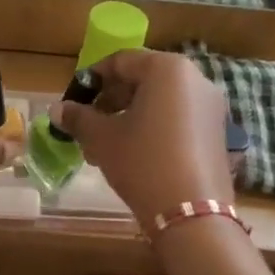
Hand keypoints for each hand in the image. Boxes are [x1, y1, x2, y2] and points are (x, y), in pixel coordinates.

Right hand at [55, 51, 233, 225]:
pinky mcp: (217, 134)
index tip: (74, 100)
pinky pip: (177, 119)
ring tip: (105, 144)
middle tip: (88, 123)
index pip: (121, 61)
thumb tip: (57, 109)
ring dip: (129, 116)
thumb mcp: (102, 138)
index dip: (92, 79)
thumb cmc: (141, 161)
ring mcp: (210, 107)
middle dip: (111, 100)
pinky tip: (133, 154)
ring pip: (159, 102)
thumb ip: (78, 117)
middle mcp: (195, 80)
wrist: (191, 213)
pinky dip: (153, 128)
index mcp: (167, 69)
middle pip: (143, 80)